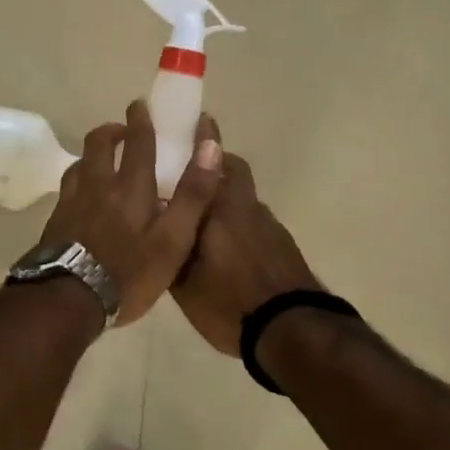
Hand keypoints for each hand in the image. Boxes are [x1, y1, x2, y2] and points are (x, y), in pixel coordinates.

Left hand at [39, 101, 223, 324]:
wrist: (68, 298)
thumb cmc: (129, 272)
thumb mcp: (174, 239)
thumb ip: (193, 194)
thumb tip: (210, 146)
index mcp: (131, 187)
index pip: (138, 143)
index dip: (141, 121)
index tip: (140, 106)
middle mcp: (99, 184)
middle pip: (99, 144)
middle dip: (112, 130)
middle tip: (122, 130)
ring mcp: (72, 201)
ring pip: (80, 163)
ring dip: (93, 154)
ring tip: (102, 160)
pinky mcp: (56, 220)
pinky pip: (68, 187)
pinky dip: (79, 179)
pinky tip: (82, 194)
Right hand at [170, 118, 320, 355]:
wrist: (291, 329)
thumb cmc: (229, 302)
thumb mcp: (182, 282)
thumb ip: (170, 248)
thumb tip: (158, 226)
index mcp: (218, 208)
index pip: (210, 161)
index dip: (204, 140)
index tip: (199, 121)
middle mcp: (245, 207)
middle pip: (234, 170)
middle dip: (217, 162)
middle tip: (196, 168)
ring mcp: (269, 225)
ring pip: (245, 197)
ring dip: (228, 196)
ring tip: (206, 218)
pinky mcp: (283, 245)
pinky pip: (255, 221)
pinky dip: (241, 222)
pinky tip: (227, 248)